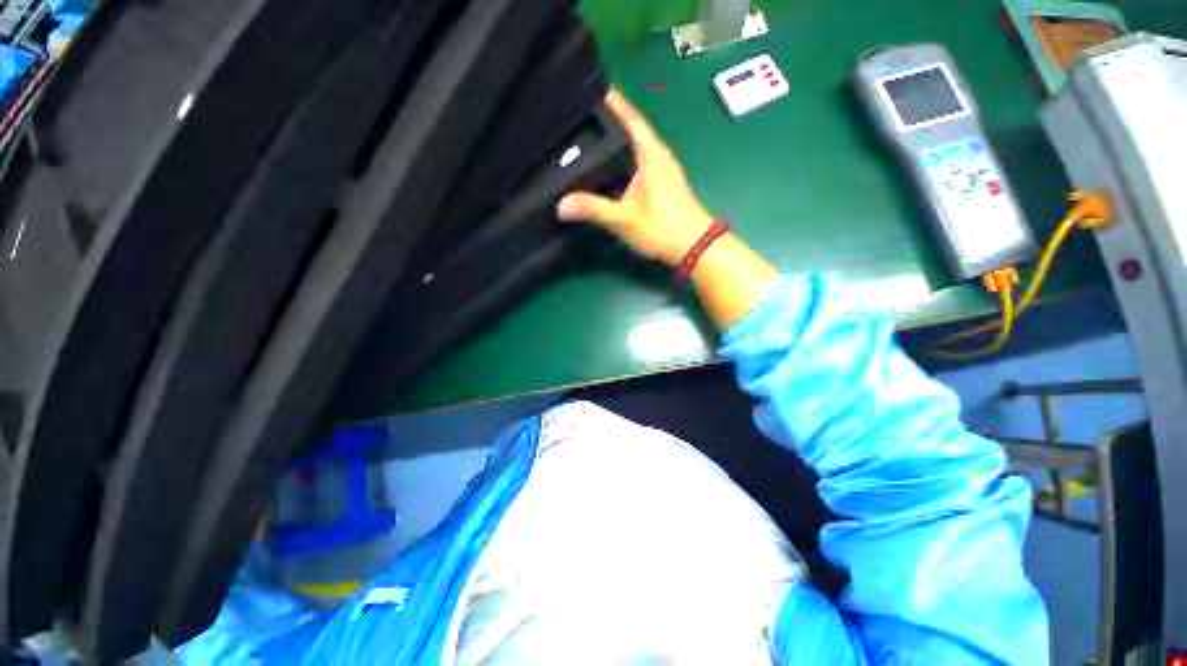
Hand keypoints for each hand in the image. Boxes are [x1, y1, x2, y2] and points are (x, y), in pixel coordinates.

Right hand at [557, 89, 715, 266]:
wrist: (694, 247)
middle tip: (577, 115)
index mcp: (651, 153)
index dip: (613, 100)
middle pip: (629, 130)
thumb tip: (560, 204)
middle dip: (606, 120)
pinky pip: (635, 165)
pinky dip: (619, 162)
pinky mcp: (660, 185)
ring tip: (584, 140)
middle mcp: (657, 155)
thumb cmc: (662, 227)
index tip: (590, 85)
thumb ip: (593, 209)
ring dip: (613, 143)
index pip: (630, 117)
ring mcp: (661, 170)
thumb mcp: (624, 218)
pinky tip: (604, 171)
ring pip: (632, 149)